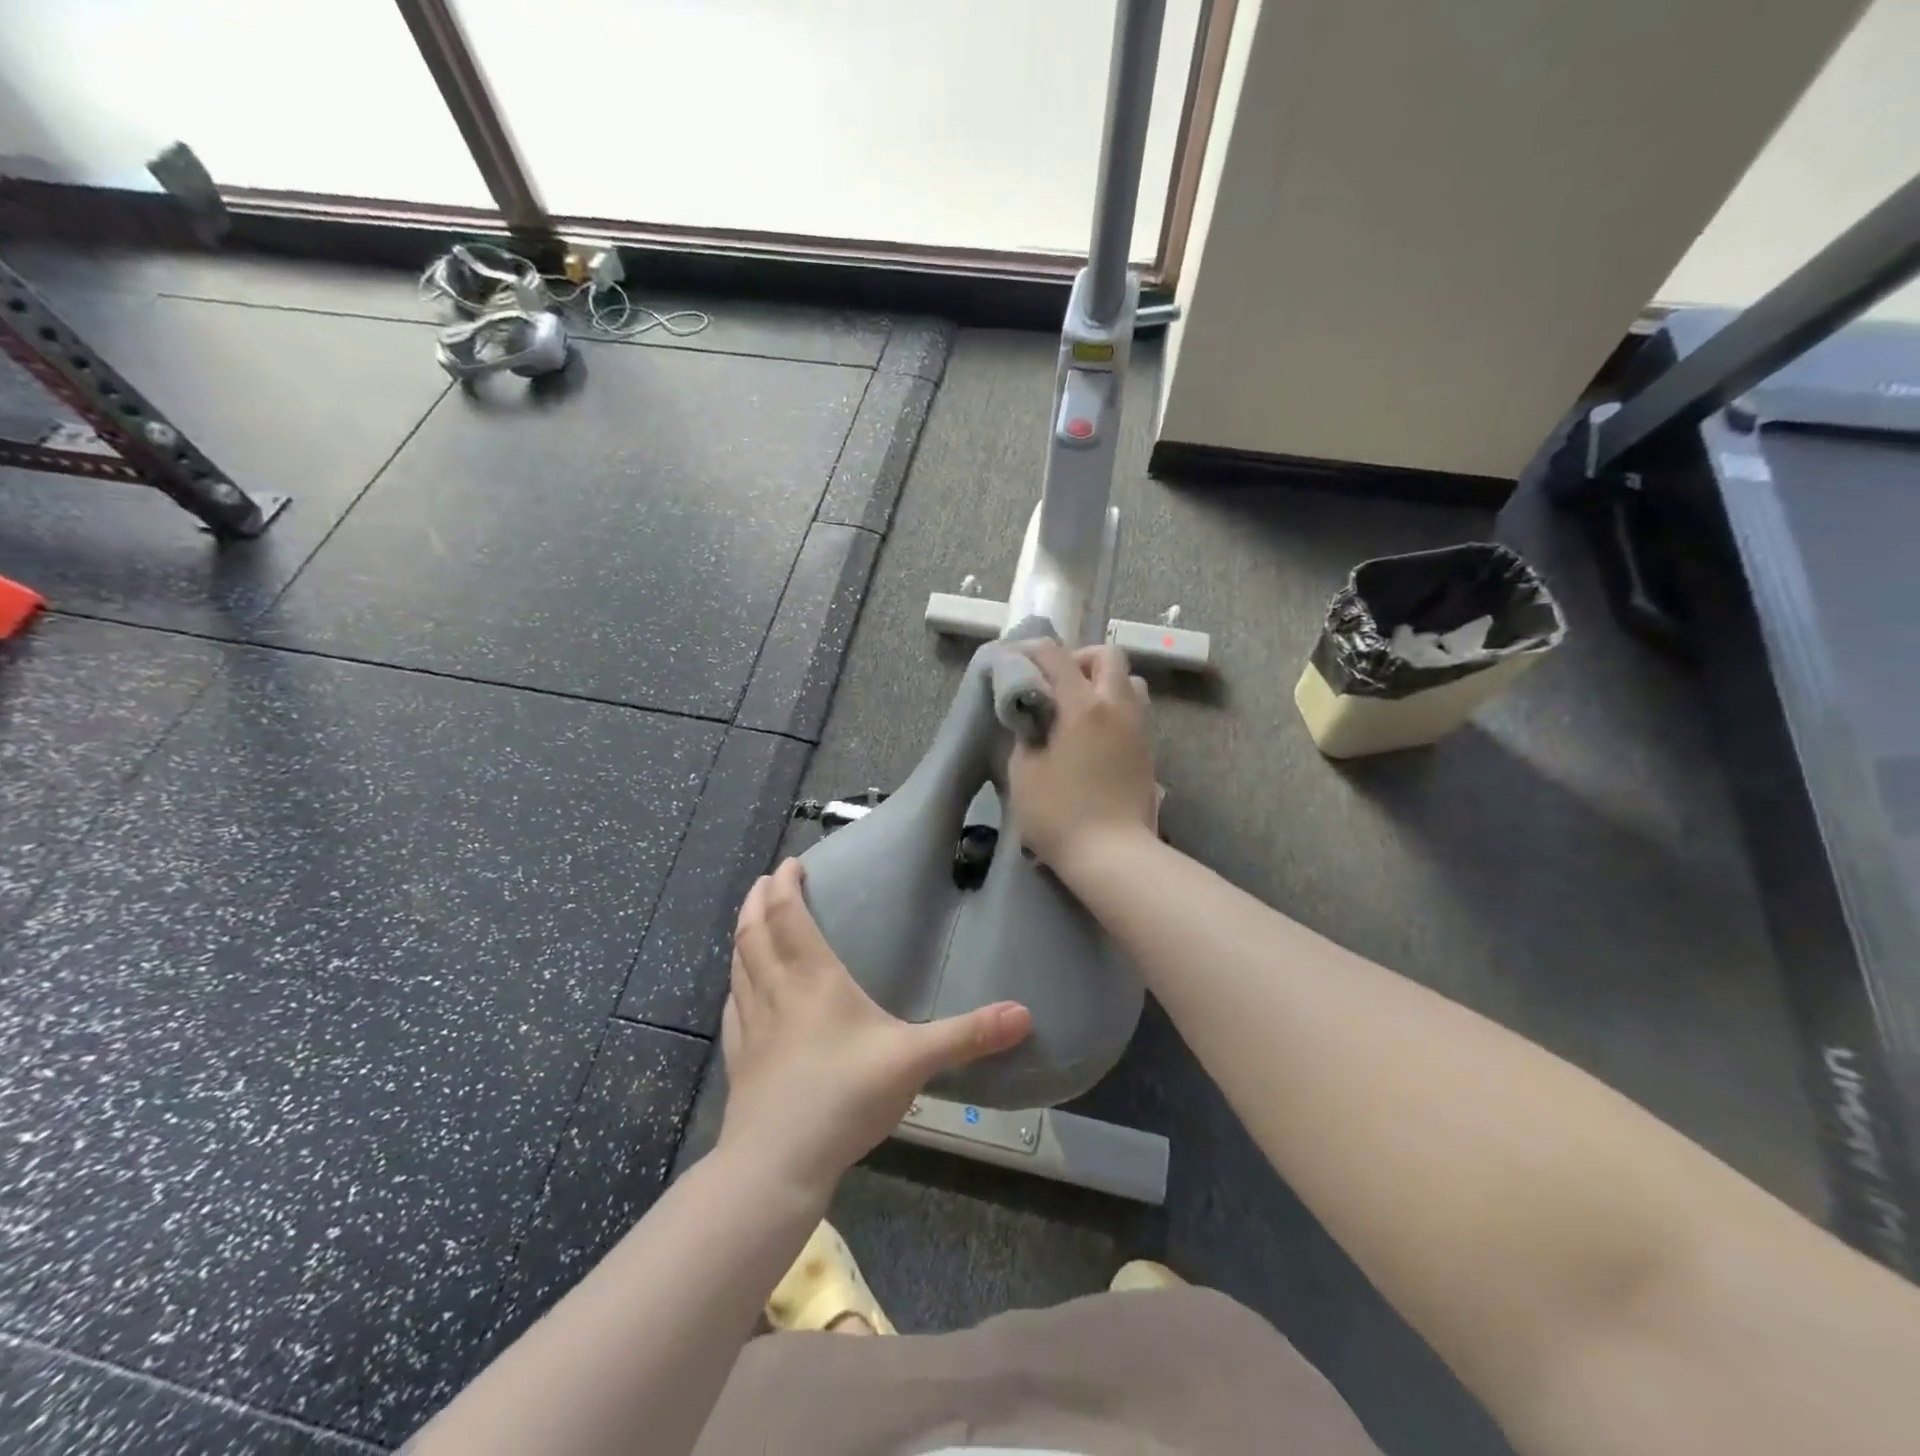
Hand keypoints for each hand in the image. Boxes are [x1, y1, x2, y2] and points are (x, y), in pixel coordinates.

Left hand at [717, 859, 1032, 1198]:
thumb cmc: (844, 1097)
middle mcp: (776, 991)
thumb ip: (967, 1035)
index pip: (788, 915)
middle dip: (758, 900)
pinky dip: (737, 983)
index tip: (791, 863)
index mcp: (812, 979)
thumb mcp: (913, 1062)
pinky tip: (741, 991)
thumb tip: (1024, 1014)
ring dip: (744, 934)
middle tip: (768, 880)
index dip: (785, 884)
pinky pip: (734, 1006)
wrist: (776, 1165)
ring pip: (739, 964)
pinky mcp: (739, 1058)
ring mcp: (751, 1026)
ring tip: (753, 921)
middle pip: (754, 931)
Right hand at [1008, 641, 1158, 870]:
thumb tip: (1033, 718)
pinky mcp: (1147, 751)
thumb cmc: (1059, 814)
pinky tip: (1090, 736)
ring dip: (1102, 682)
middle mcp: (1116, 707)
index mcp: (1083, 706)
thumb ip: (1026, 733)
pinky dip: (1111, 708)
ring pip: (1129, 681)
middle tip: (1054, 684)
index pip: (1056, 657)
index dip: (1031, 651)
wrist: (1113, 855)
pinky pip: (1132, 711)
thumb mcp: (1024, 772)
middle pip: (1108, 655)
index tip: (1013, 659)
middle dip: (1078, 659)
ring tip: (1076, 708)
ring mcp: (1137, 728)